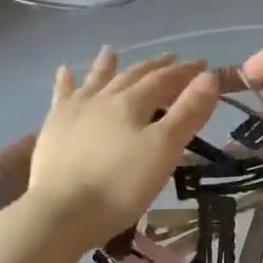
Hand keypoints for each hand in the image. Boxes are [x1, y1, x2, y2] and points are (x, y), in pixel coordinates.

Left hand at [27, 48, 218, 251]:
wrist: (62, 211)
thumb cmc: (120, 186)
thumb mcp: (163, 150)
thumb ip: (187, 113)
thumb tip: (208, 76)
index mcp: (132, 103)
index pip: (164, 80)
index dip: (185, 71)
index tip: (203, 64)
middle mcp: (103, 98)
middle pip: (133, 76)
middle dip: (154, 67)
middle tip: (171, 58)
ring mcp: (75, 110)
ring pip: (96, 80)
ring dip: (107, 65)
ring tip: (111, 51)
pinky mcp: (54, 127)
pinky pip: (62, 95)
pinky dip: (65, 81)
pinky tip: (64, 71)